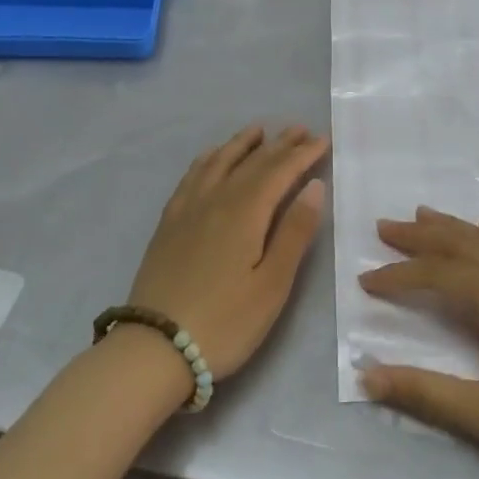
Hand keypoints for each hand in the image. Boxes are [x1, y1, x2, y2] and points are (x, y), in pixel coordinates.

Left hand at [128, 124, 329, 380]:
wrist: (155, 349)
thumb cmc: (225, 322)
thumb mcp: (272, 284)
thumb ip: (294, 232)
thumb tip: (314, 186)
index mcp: (245, 212)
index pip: (280, 171)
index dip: (303, 154)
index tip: (323, 139)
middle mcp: (216, 199)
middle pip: (252, 162)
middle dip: (280, 144)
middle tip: (301, 129)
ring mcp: (188, 209)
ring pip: (219, 162)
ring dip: (242, 144)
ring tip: (259, 131)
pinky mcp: (169, 223)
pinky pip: (192, 176)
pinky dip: (208, 159)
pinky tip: (212, 158)